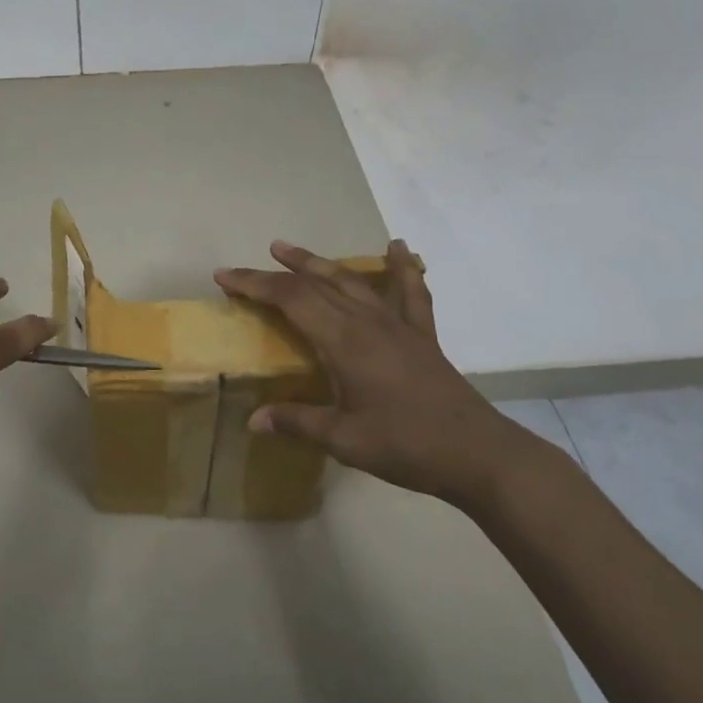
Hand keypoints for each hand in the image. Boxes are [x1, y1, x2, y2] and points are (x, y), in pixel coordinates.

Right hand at [214, 240, 543, 513]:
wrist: (477, 453)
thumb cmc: (406, 445)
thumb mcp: (344, 439)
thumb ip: (297, 422)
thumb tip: (252, 420)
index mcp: (343, 342)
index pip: (290, 300)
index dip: (255, 285)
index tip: (224, 277)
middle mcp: (367, 322)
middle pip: (315, 285)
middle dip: (277, 272)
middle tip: (249, 263)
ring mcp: (397, 324)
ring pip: (351, 281)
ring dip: (319, 262)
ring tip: (290, 248)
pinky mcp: (420, 335)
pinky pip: (410, 292)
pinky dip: (403, 268)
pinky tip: (399, 248)